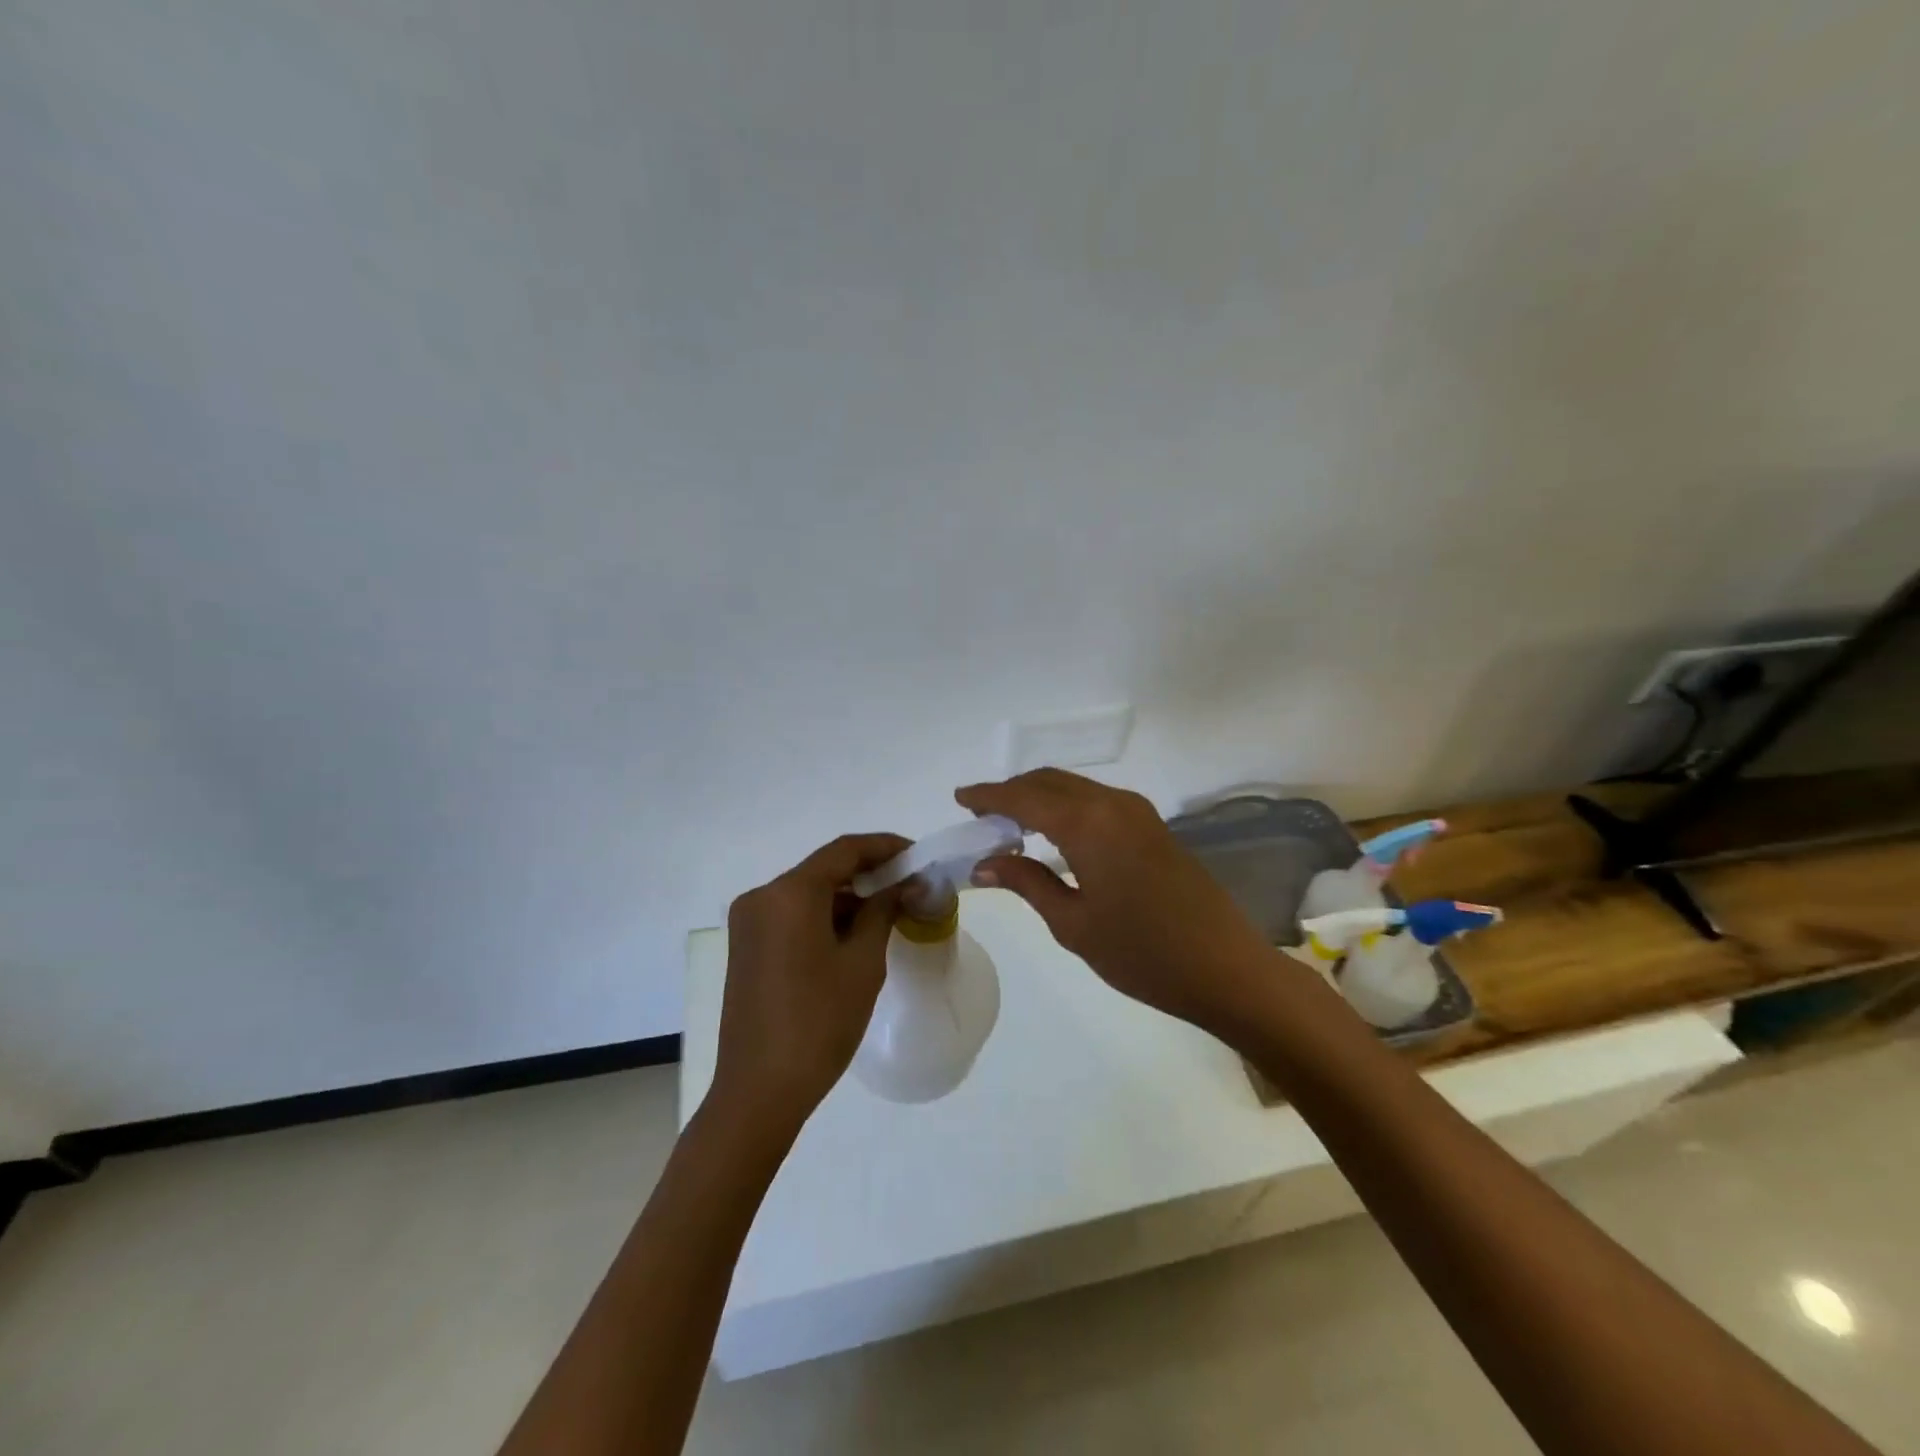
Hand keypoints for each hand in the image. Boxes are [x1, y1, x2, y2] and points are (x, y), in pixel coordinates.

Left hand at [712, 833, 908, 1133]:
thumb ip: (883, 910)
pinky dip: (824, 916)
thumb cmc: (819, 1022)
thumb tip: (905, 883)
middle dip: (868, 873)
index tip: (918, 854)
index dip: (885, 846)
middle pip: (823, 869)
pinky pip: (791, 915)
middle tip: (909, 884)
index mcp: (789, 894)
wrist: (760, 1090)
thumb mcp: (863, 962)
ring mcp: (749, 922)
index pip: (844, 851)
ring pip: (807, 893)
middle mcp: (762, 897)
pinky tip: (855, 933)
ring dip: (847, 896)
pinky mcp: (747, 946)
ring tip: (889, 910)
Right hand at [956, 771, 1272, 1029]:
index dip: (989, 795)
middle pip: (1050, 781)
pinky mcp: (1152, 826)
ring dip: (1039, 797)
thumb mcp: (1073, 923)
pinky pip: (1096, 801)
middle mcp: (1112, 804)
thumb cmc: (1142, 953)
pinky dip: (1065, 807)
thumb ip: (1027, 883)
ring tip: (1009, 825)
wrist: (1225, 968)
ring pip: (1075, 788)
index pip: (1024, 797)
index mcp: (1088, 823)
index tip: (959, 797)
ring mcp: (1138, 812)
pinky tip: (1052, 834)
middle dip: (1012, 792)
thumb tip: (984, 863)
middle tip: (981, 815)